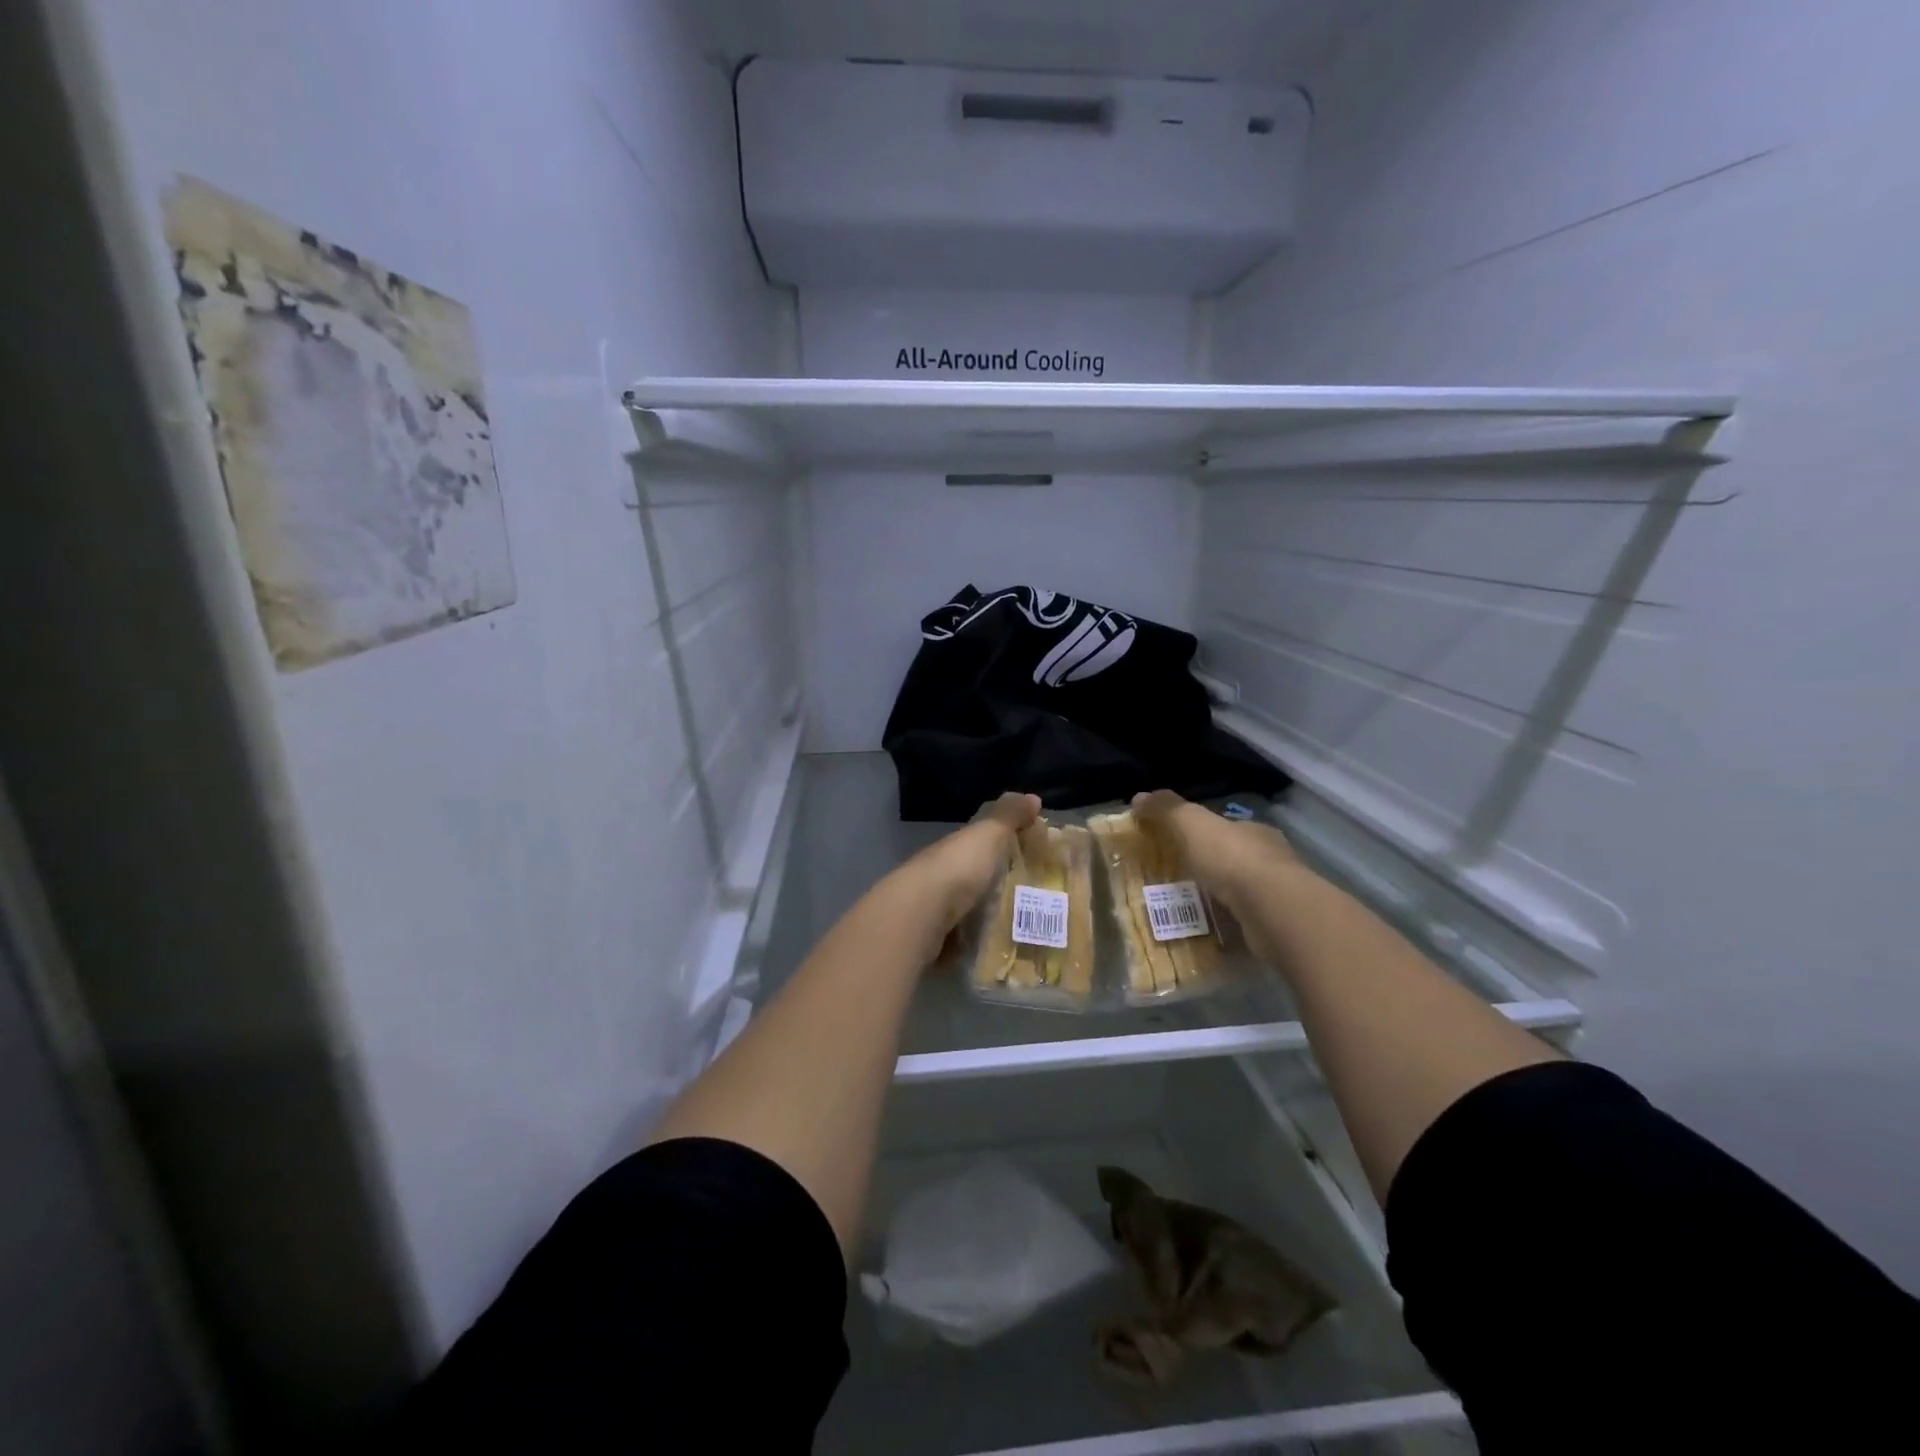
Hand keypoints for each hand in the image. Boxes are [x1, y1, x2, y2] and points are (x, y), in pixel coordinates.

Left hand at [904, 792, 1041, 938]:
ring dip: (985, 914)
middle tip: (1036, 896)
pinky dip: (975, 943)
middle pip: (973, 877)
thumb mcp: (988, 835)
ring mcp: (936, 909)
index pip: (978, 843)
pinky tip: (997, 948)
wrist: (921, 916)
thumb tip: (1032, 796)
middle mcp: (942, 875)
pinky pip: (961, 940)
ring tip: (1024, 926)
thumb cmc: (958, 869)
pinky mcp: (936, 941)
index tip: (1031, 854)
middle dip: (996, 884)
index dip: (1001, 844)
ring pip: (965, 909)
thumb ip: (1008, 817)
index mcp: (954, 848)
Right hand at [1130, 790, 1304, 933]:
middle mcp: (1271, 859)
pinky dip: (1228, 924)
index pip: (1227, 828)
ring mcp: (1276, 895)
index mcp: (1254, 831)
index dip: (1203, 833)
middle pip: (1234, 859)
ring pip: (1242, 892)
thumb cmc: (1233, 859)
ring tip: (1187, 908)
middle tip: (1178, 879)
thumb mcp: (1192, 824)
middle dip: (1210, 867)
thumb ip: (1167, 810)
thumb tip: (1139, 797)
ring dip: (1219, 898)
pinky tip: (1207, 931)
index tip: (1180, 844)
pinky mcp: (1276, 925)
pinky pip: (1245, 922)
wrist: (1272, 910)